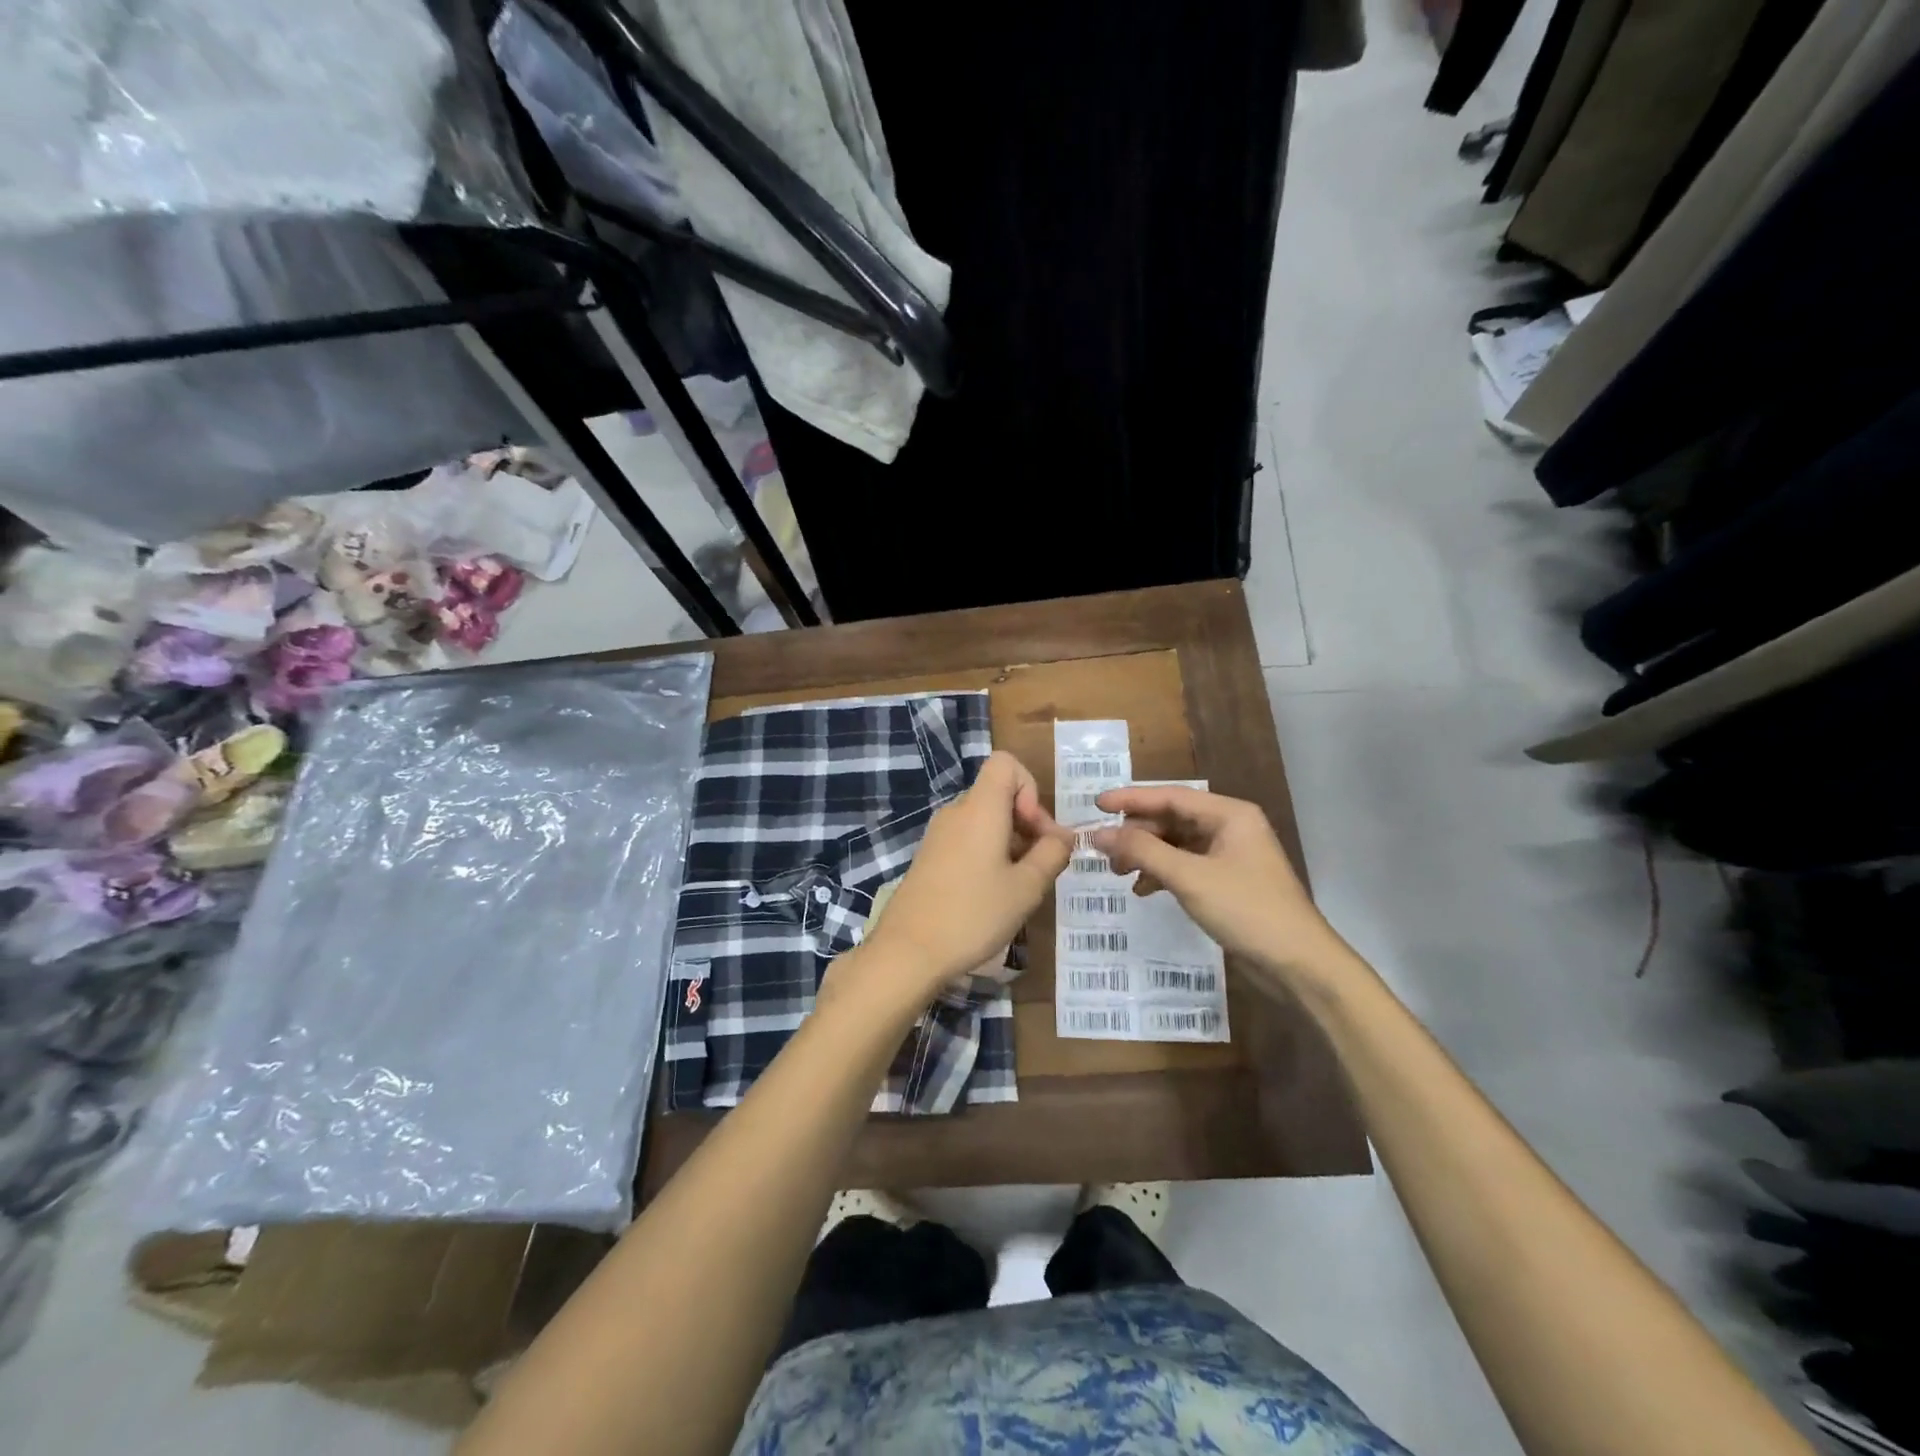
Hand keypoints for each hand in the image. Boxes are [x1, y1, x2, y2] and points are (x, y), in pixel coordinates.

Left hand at [857, 751, 1072, 1000]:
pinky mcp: (929, 857)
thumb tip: (1063, 836)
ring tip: (1019, 885)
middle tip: (1040, 865)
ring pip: (984, 820)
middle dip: (1027, 822)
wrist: (908, 951)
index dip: (1029, 788)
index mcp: (980, 808)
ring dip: (1010, 842)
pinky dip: (987, 854)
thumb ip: (1052, 854)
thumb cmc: (973, 914)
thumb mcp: (1026, 887)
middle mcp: (956, 812)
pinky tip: (993, 894)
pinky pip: (967, 839)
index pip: (1006, 763)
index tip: (1034, 830)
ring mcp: (938, 835)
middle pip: (998, 794)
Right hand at [1088, 785, 1347, 984]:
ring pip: (1177, 844)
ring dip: (1146, 855)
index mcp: (1230, 814)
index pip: (1171, 796)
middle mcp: (1231, 827)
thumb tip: (1098, 834)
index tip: (1096, 805)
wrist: (1298, 964)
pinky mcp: (1228, 882)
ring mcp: (1231, 855)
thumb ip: (1142, 851)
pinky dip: (1163, 874)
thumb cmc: (1246, 910)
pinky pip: (1186, 866)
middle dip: (1137, 833)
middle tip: (1104, 851)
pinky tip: (1143, 890)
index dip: (1131, 799)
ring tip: (1118, 873)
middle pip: (1172, 819)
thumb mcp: (1189, 877)